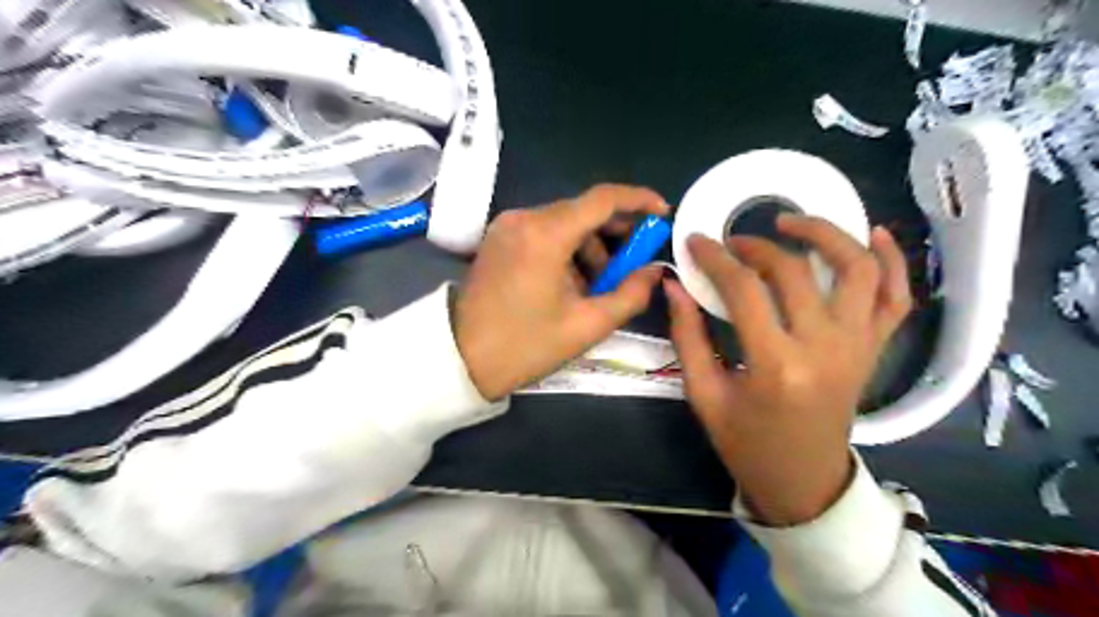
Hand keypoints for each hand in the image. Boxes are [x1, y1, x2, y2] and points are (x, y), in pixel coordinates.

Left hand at [456, 183, 669, 398]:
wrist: (460, 358)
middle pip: (583, 211)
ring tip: (597, 287)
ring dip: (589, 247)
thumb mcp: (587, 325)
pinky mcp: (498, 238)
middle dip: (615, 234)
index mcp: (545, 234)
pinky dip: (566, 250)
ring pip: (564, 223)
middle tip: (634, 263)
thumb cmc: (525, 345)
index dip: (639, 200)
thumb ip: (631, 294)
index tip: (663, 215)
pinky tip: (570, 283)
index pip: (603, 199)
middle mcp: (524, 217)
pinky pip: (543, 232)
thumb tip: (654, 270)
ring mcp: (506, 226)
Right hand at [666, 214, 914, 524]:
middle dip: (757, 245)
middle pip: (794, 271)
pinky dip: (891, 260)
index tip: (696, 241)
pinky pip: (896, 297)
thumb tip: (673, 284)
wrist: (803, 480)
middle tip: (732, 243)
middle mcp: (824, 348)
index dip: (716, 258)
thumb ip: (687, 335)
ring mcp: (858, 346)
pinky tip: (871, 234)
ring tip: (792, 222)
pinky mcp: (874, 349)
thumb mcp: (704, 394)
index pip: (744, 289)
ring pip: (858, 269)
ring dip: (827, 234)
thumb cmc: (746, 442)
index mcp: (775, 365)